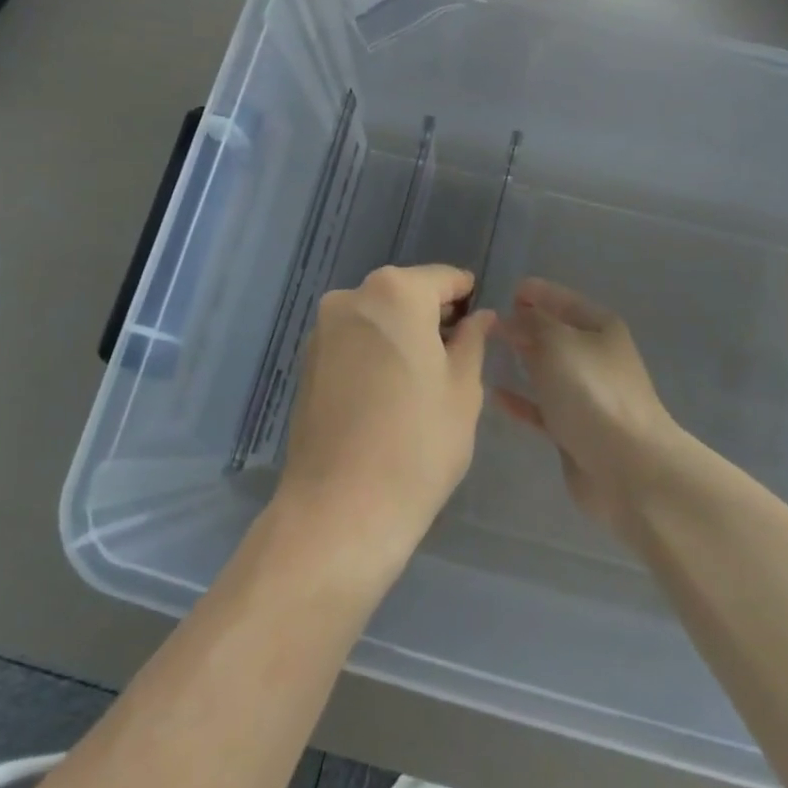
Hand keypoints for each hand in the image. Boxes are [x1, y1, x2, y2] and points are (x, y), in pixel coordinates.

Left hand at [277, 265, 496, 567]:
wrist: (340, 510)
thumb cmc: (418, 443)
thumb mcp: (463, 389)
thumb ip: (472, 341)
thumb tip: (479, 317)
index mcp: (395, 293)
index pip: (443, 278)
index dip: (467, 297)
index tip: (480, 323)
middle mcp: (351, 298)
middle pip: (405, 293)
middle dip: (432, 315)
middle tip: (456, 355)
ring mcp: (322, 330)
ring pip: (376, 317)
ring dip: (401, 333)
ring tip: (423, 378)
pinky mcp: (306, 362)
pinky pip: (352, 341)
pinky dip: (374, 352)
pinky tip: (389, 392)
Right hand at [495, 278, 683, 535]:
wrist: (627, 466)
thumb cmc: (592, 391)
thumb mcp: (557, 342)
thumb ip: (531, 324)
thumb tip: (512, 317)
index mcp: (600, 327)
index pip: (562, 299)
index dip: (536, 293)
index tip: (505, 291)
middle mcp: (596, 356)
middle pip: (555, 334)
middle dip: (525, 325)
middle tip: (488, 323)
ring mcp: (587, 394)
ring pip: (547, 369)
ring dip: (522, 360)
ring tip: (486, 352)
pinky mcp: (575, 428)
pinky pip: (541, 406)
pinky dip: (521, 399)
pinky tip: (495, 394)